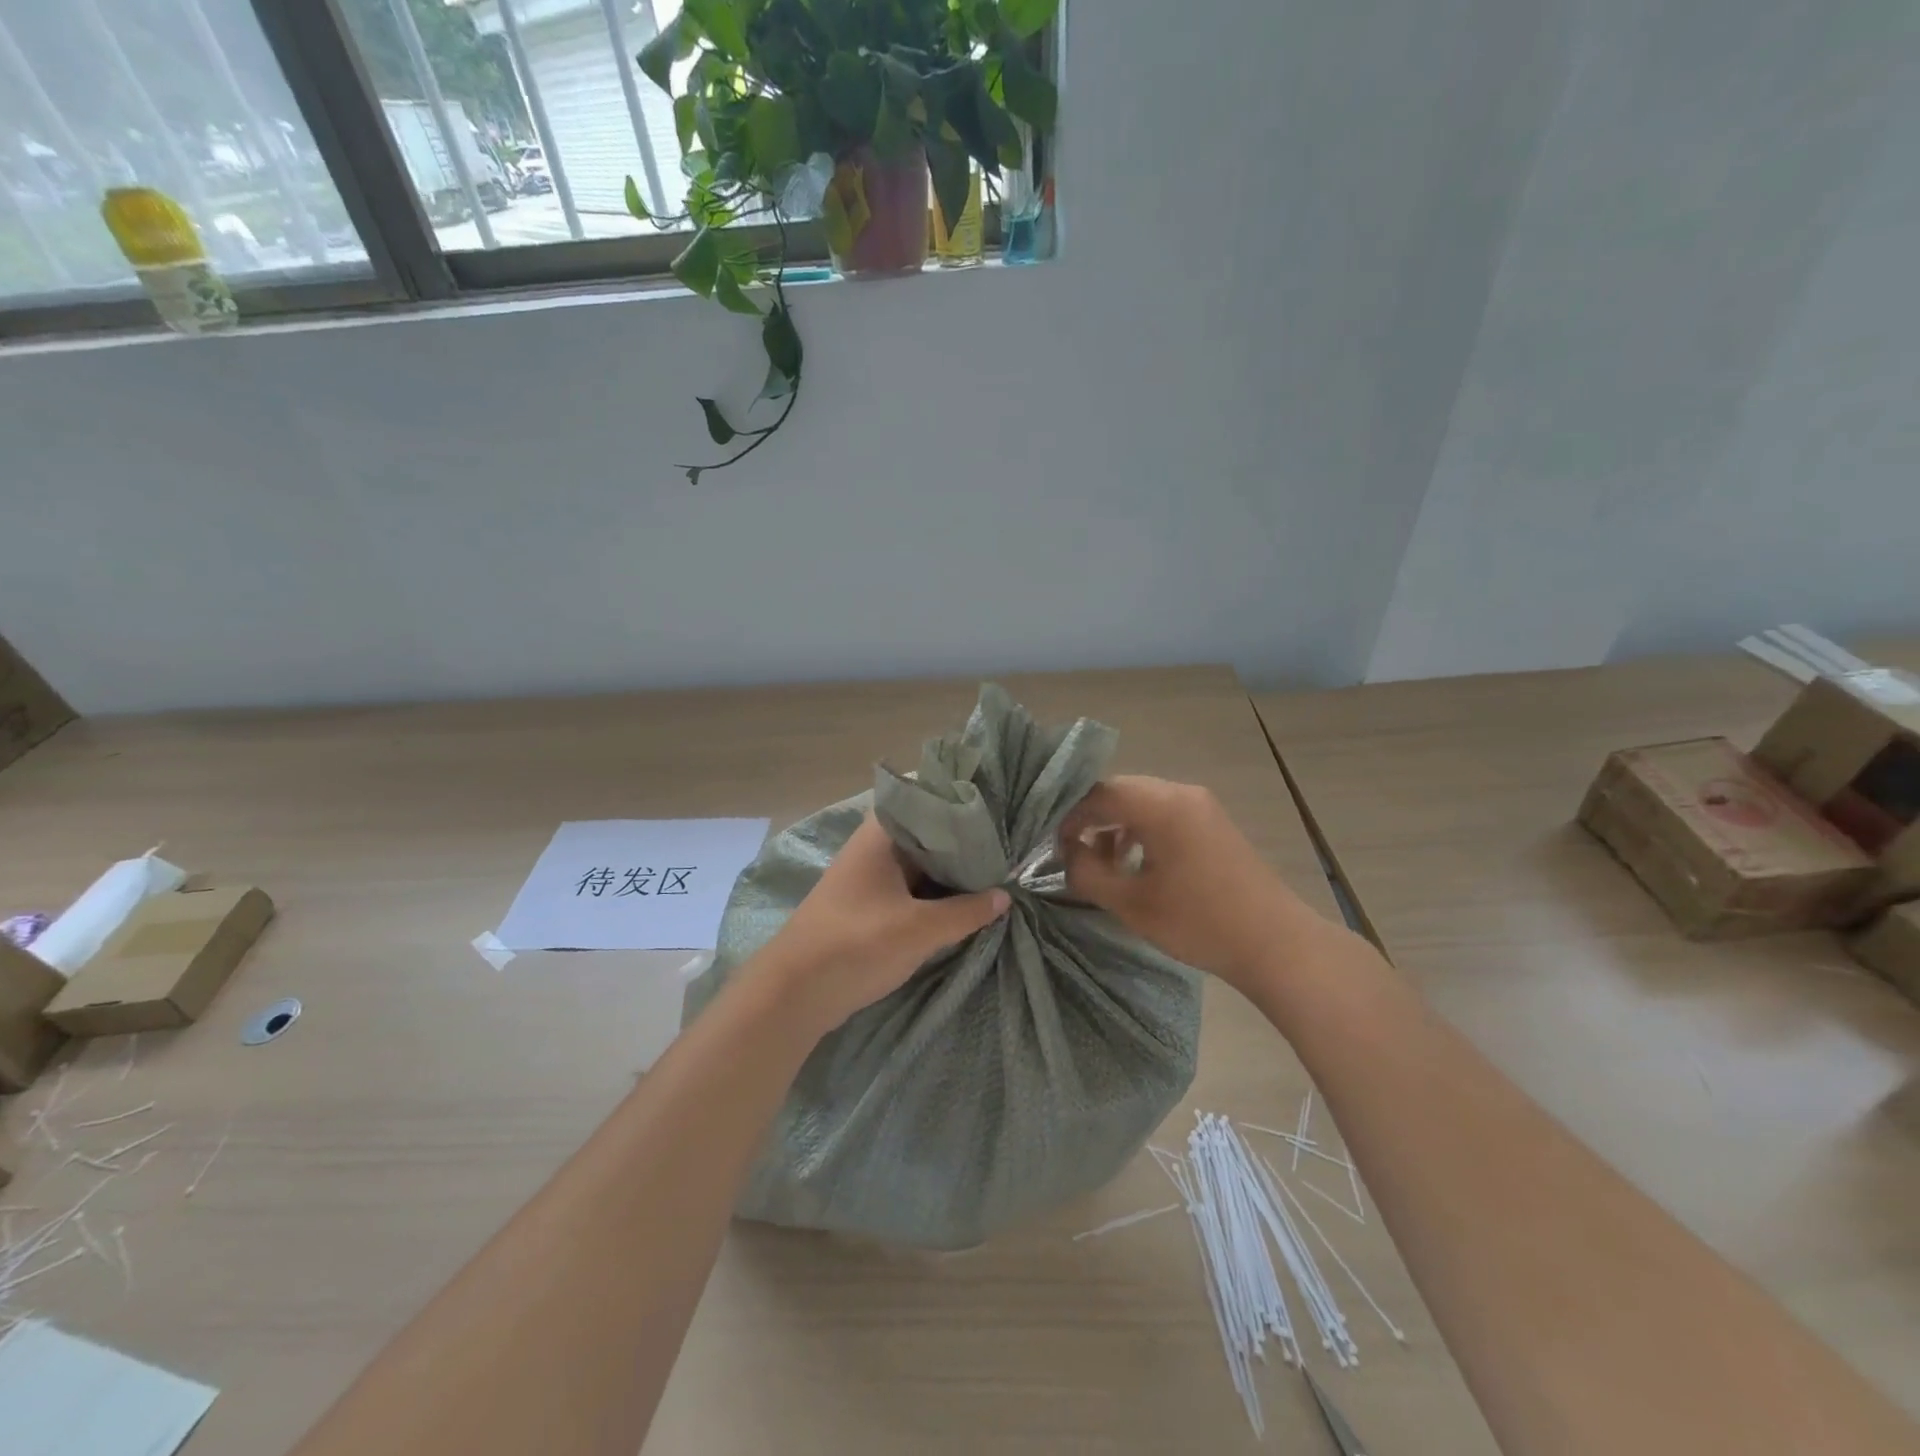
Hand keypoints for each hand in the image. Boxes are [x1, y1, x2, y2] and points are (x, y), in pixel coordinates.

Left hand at [760, 815, 1009, 1034]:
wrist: (794, 993)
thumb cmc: (857, 944)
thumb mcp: (920, 929)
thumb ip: (966, 911)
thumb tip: (1005, 895)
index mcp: (881, 835)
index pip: (930, 803)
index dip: (965, 808)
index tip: (1001, 814)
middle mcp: (874, 847)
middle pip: (928, 836)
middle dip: (964, 846)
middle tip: (1008, 849)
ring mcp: (869, 877)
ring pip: (920, 866)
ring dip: (950, 874)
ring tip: (996, 874)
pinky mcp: (867, 906)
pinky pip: (909, 889)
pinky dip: (934, 895)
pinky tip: (964, 903)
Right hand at [1058, 776, 1316, 989]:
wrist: (1275, 943)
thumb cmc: (1199, 922)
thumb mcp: (1131, 903)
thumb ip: (1087, 873)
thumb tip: (1067, 855)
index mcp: (1160, 805)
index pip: (1098, 794)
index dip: (1069, 817)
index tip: (1053, 847)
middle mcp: (1181, 793)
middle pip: (1120, 792)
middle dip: (1090, 819)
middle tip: (1072, 853)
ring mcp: (1201, 805)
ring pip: (1142, 802)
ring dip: (1115, 826)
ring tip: (1103, 862)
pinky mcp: (1213, 822)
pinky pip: (1164, 813)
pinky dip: (1141, 830)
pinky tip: (1136, 863)